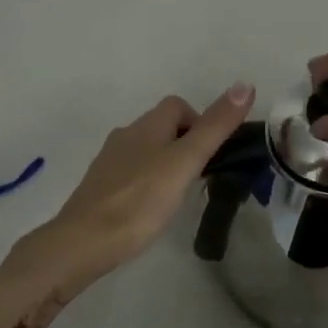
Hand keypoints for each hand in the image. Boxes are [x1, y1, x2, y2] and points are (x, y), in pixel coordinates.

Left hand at [7, 84, 255, 289]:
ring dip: (166, 162)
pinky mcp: (100, 188)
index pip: (177, 105)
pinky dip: (147, 181)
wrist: (83, 243)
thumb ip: (215, 127)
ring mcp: (109, 163)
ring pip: (145, 150)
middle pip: (161, 126)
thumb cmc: (140, 200)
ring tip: (180, 192)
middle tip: (201, 174)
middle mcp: (125, 136)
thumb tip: (245, 84)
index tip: (212, 152)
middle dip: (185, 142)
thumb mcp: (185, 162)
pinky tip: (151, 207)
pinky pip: (131, 173)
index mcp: (146, 126)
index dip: (199, 120)